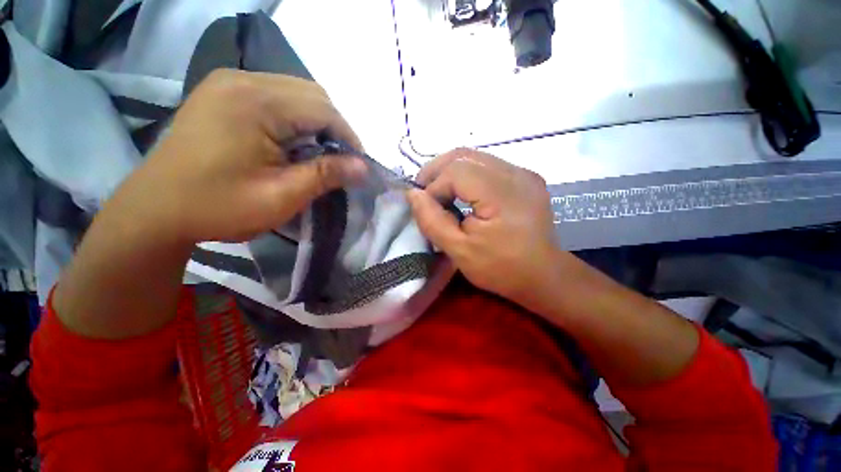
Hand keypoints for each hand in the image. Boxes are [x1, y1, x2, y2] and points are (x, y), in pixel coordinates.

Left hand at [111, 69, 366, 243]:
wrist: (157, 209)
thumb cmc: (219, 207)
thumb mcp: (281, 196)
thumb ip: (326, 175)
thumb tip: (364, 167)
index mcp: (255, 103)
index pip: (323, 109)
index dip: (348, 137)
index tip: (358, 165)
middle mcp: (243, 80)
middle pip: (312, 94)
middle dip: (334, 128)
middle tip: (339, 161)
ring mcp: (229, 82)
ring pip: (296, 93)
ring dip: (316, 123)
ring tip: (318, 154)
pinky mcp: (223, 92)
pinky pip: (276, 96)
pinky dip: (296, 118)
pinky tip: (292, 142)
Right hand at [406, 149, 560, 305]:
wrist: (543, 275)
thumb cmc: (501, 268)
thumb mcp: (459, 251)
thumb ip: (432, 221)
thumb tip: (413, 194)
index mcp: (502, 193)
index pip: (455, 171)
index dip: (434, 186)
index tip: (426, 208)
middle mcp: (516, 173)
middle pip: (464, 155)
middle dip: (436, 171)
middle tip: (424, 192)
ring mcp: (523, 173)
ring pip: (475, 157)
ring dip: (450, 171)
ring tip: (440, 193)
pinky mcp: (525, 178)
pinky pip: (488, 166)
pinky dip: (467, 175)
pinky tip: (462, 193)